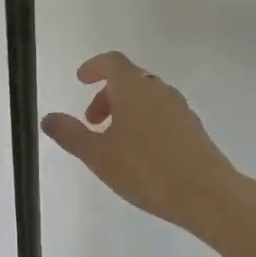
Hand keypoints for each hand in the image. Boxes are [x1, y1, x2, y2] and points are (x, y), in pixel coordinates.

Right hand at [42, 51, 236, 236]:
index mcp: (133, 87)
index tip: (81, 79)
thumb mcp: (98, 155)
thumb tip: (48, 118)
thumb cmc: (146, 169)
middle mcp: (157, 89)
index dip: (94, 67)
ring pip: (146, 98)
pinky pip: (162, 114)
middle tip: (92, 122)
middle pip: (128, 80)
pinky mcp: (193, 128)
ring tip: (115, 142)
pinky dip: (145, 122)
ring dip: (126, 110)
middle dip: (107, 96)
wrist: (207, 194)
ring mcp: (179, 108)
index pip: (111, 62)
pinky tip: (142, 154)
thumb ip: (71, 134)